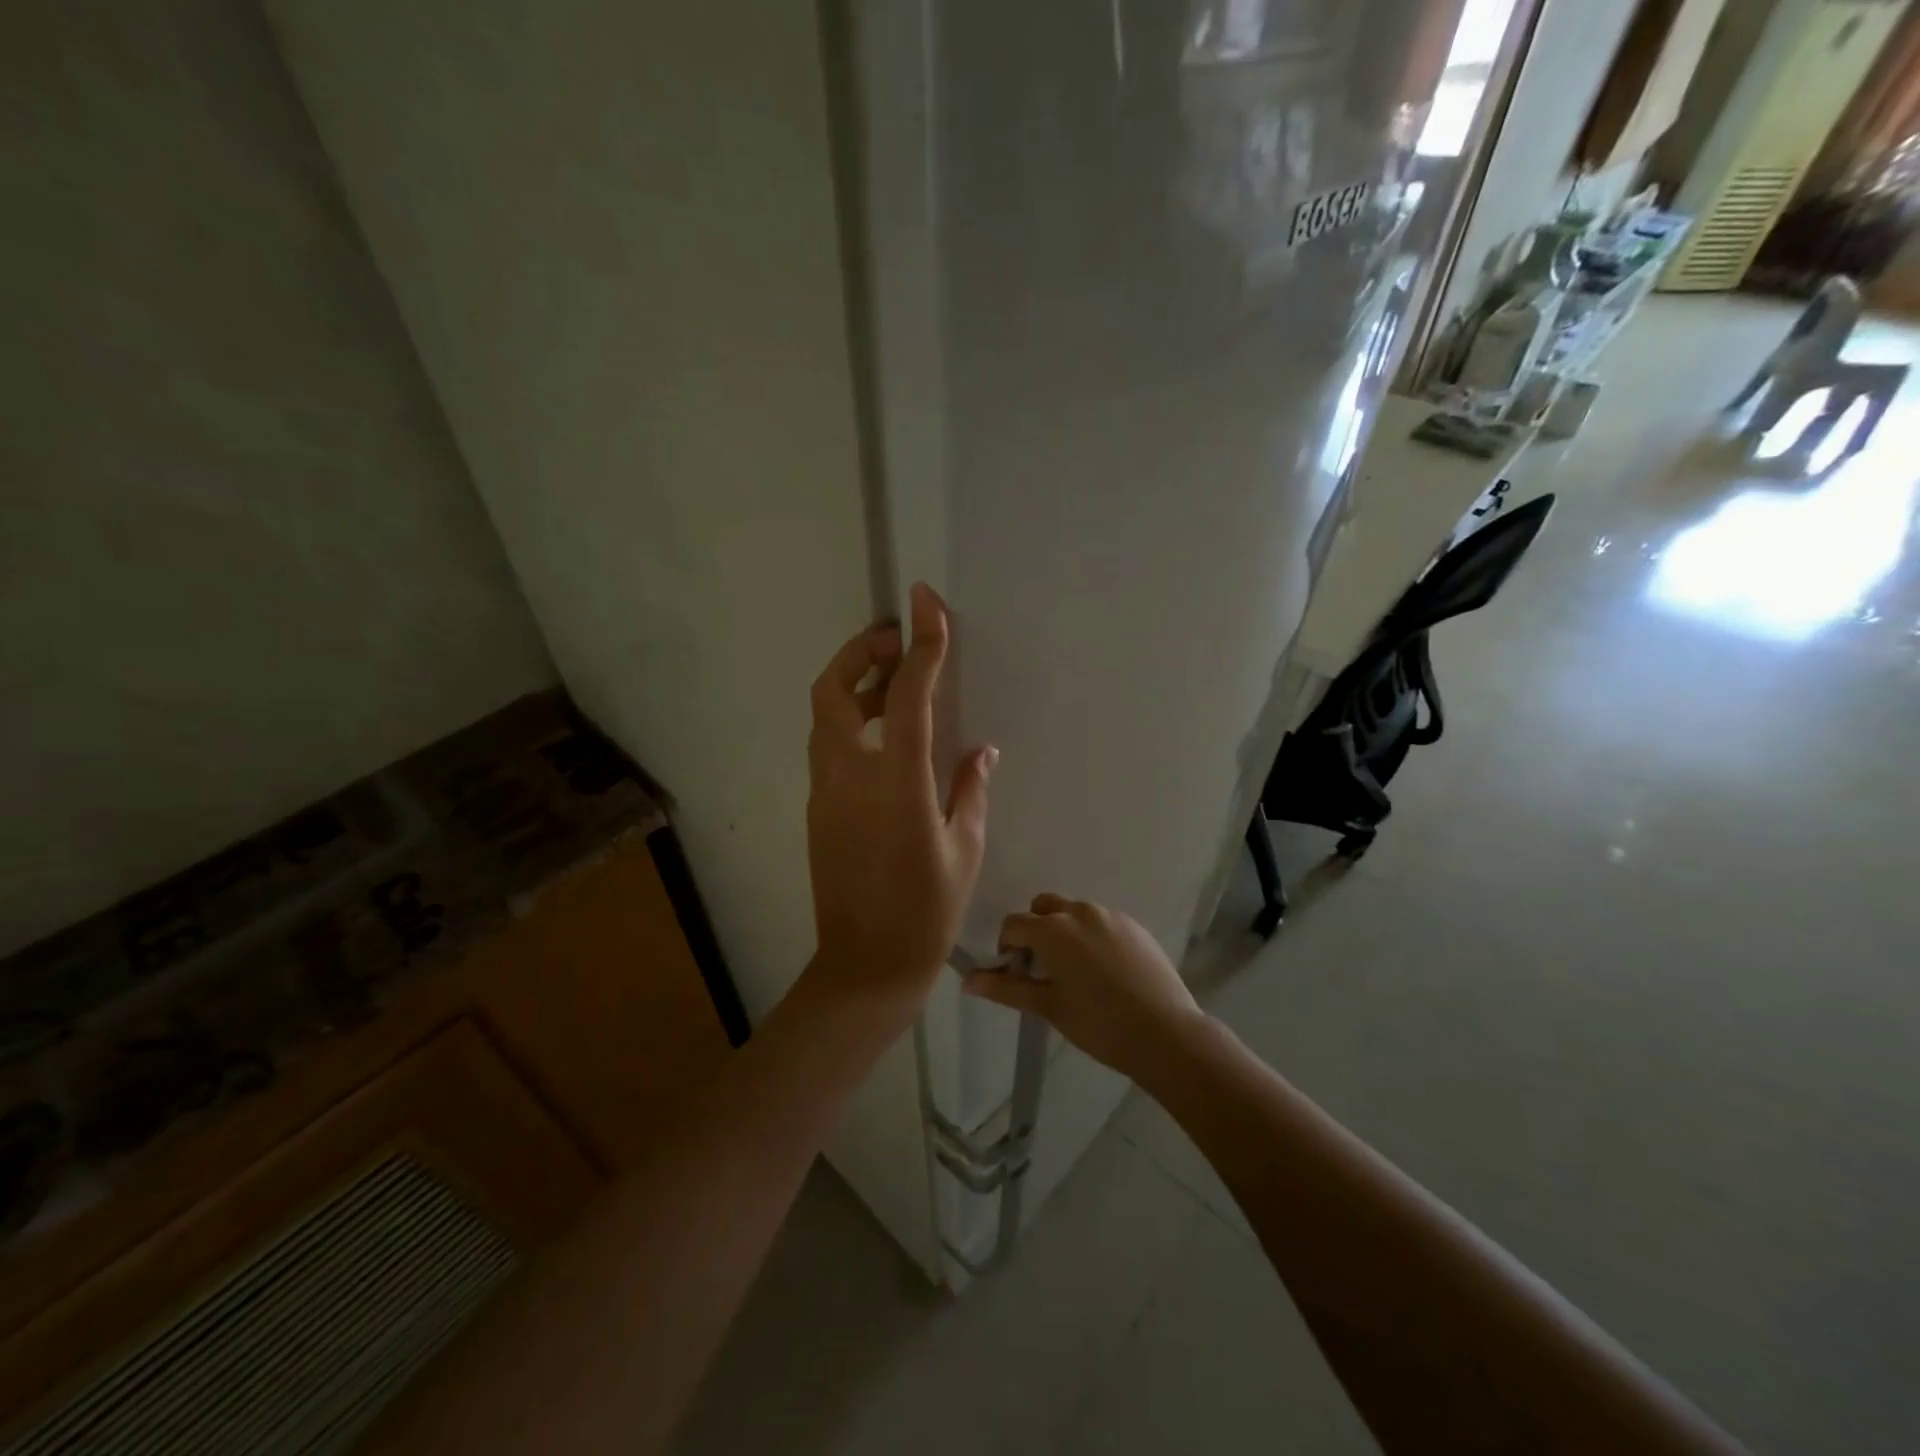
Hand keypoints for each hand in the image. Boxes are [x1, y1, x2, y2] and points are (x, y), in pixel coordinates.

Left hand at [805, 583, 994, 1024]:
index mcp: (896, 781)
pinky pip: (827, 745)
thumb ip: (970, 788)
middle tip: (897, 641)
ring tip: (894, 682)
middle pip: (833, 689)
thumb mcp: (965, 848)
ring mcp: (824, 791)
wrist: (865, 965)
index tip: (925, 601)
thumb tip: (978, 750)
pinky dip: (849, 720)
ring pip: (823, 715)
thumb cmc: (926, 911)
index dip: (920, 642)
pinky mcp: (817, 808)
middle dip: (861, 651)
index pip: (906, 694)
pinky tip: (884, 735)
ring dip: (853, 685)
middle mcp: (849, 775)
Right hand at [963, 895, 1205, 1081]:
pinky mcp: (1135, 926)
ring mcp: (1111, 916)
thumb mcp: (1047, 1007)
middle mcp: (1080, 912)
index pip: (1013, 924)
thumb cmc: (1098, 1024)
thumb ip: (1005, 988)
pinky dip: (1093, 937)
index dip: (1007, 947)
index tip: (1017, 974)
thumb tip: (966, 980)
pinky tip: (1106, 973)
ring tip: (1078, 974)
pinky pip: (1102, 922)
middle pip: (1044, 908)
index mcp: (1053, 930)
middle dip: (1036, 931)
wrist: (1165, 1033)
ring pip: (1074, 913)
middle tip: (1044, 969)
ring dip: (1065, 932)